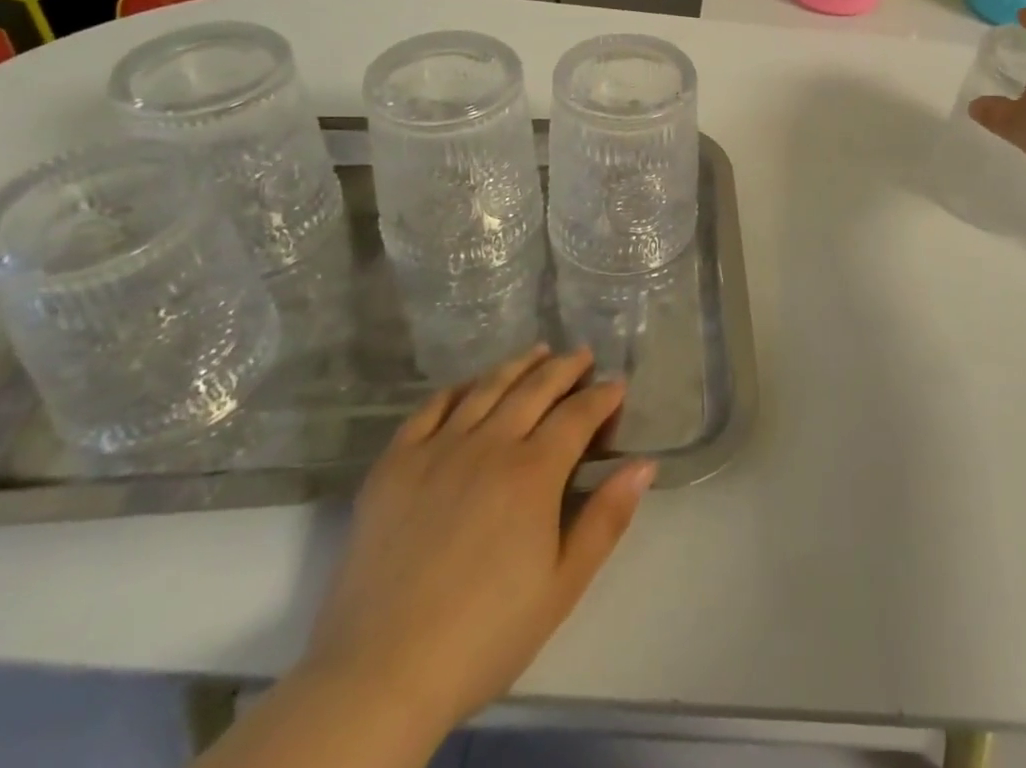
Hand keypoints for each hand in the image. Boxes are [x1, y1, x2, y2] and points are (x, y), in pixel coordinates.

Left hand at [302, 347, 654, 734]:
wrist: (381, 674)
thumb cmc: (485, 635)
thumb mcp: (563, 586)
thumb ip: (606, 518)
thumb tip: (644, 463)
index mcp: (534, 471)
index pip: (578, 414)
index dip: (602, 396)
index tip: (617, 385)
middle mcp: (490, 443)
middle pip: (535, 388)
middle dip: (565, 367)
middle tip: (583, 355)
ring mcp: (438, 448)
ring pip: (487, 387)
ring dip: (518, 365)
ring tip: (538, 351)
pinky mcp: (395, 463)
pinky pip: (430, 408)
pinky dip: (457, 389)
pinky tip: (470, 385)